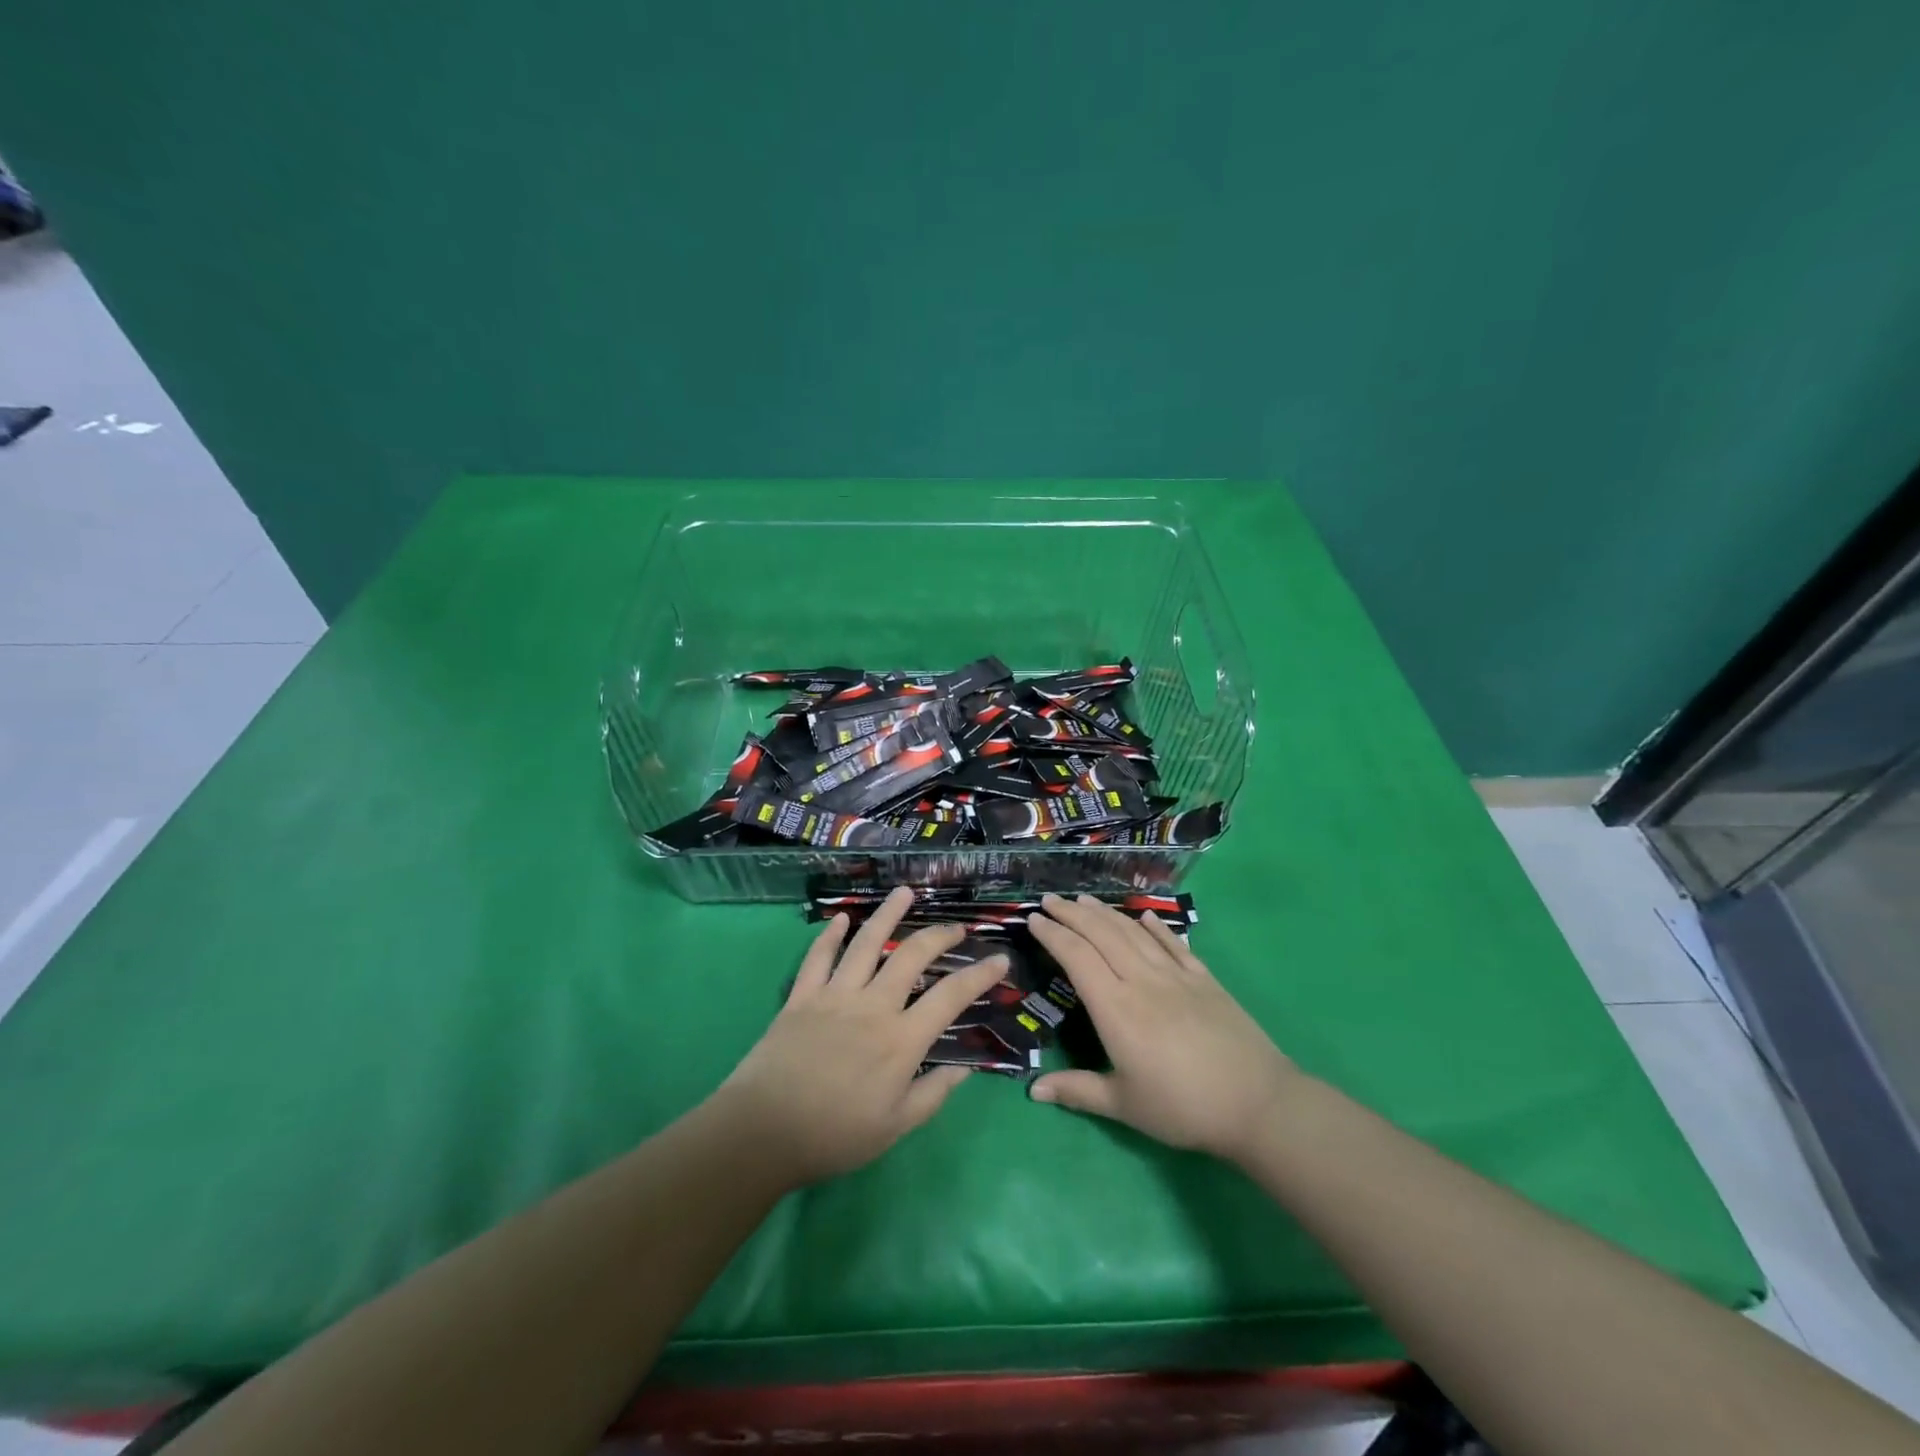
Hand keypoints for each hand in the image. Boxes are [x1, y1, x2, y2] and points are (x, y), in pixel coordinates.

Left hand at [718, 887, 1008, 1186]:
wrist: (763, 1131)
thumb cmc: (834, 1136)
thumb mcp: (895, 1127)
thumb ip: (933, 1094)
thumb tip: (966, 1069)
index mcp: (901, 1039)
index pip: (951, 997)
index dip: (980, 975)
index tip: (999, 959)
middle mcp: (873, 1006)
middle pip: (912, 956)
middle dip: (940, 935)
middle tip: (956, 927)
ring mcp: (835, 995)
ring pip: (867, 943)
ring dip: (888, 914)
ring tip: (905, 892)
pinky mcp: (802, 996)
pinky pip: (819, 957)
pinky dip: (830, 935)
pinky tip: (842, 918)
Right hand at [1028, 894, 1300, 1162]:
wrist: (1257, 1102)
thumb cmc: (1182, 1107)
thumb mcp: (1124, 1105)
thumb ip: (1077, 1090)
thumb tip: (1032, 1090)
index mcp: (1116, 1008)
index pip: (1077, 957)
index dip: (1053, 935)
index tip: (1033, 919)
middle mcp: (1142, 980)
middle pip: (1101, 935)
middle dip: (1072, 914)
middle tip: (1050, 900)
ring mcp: (1176, 975)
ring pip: (1133, 933)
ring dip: (1106, 913)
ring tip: (1085, 900)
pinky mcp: (1204, 979)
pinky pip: (1174, 944)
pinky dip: (1156, 928)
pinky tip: (1144, 918)